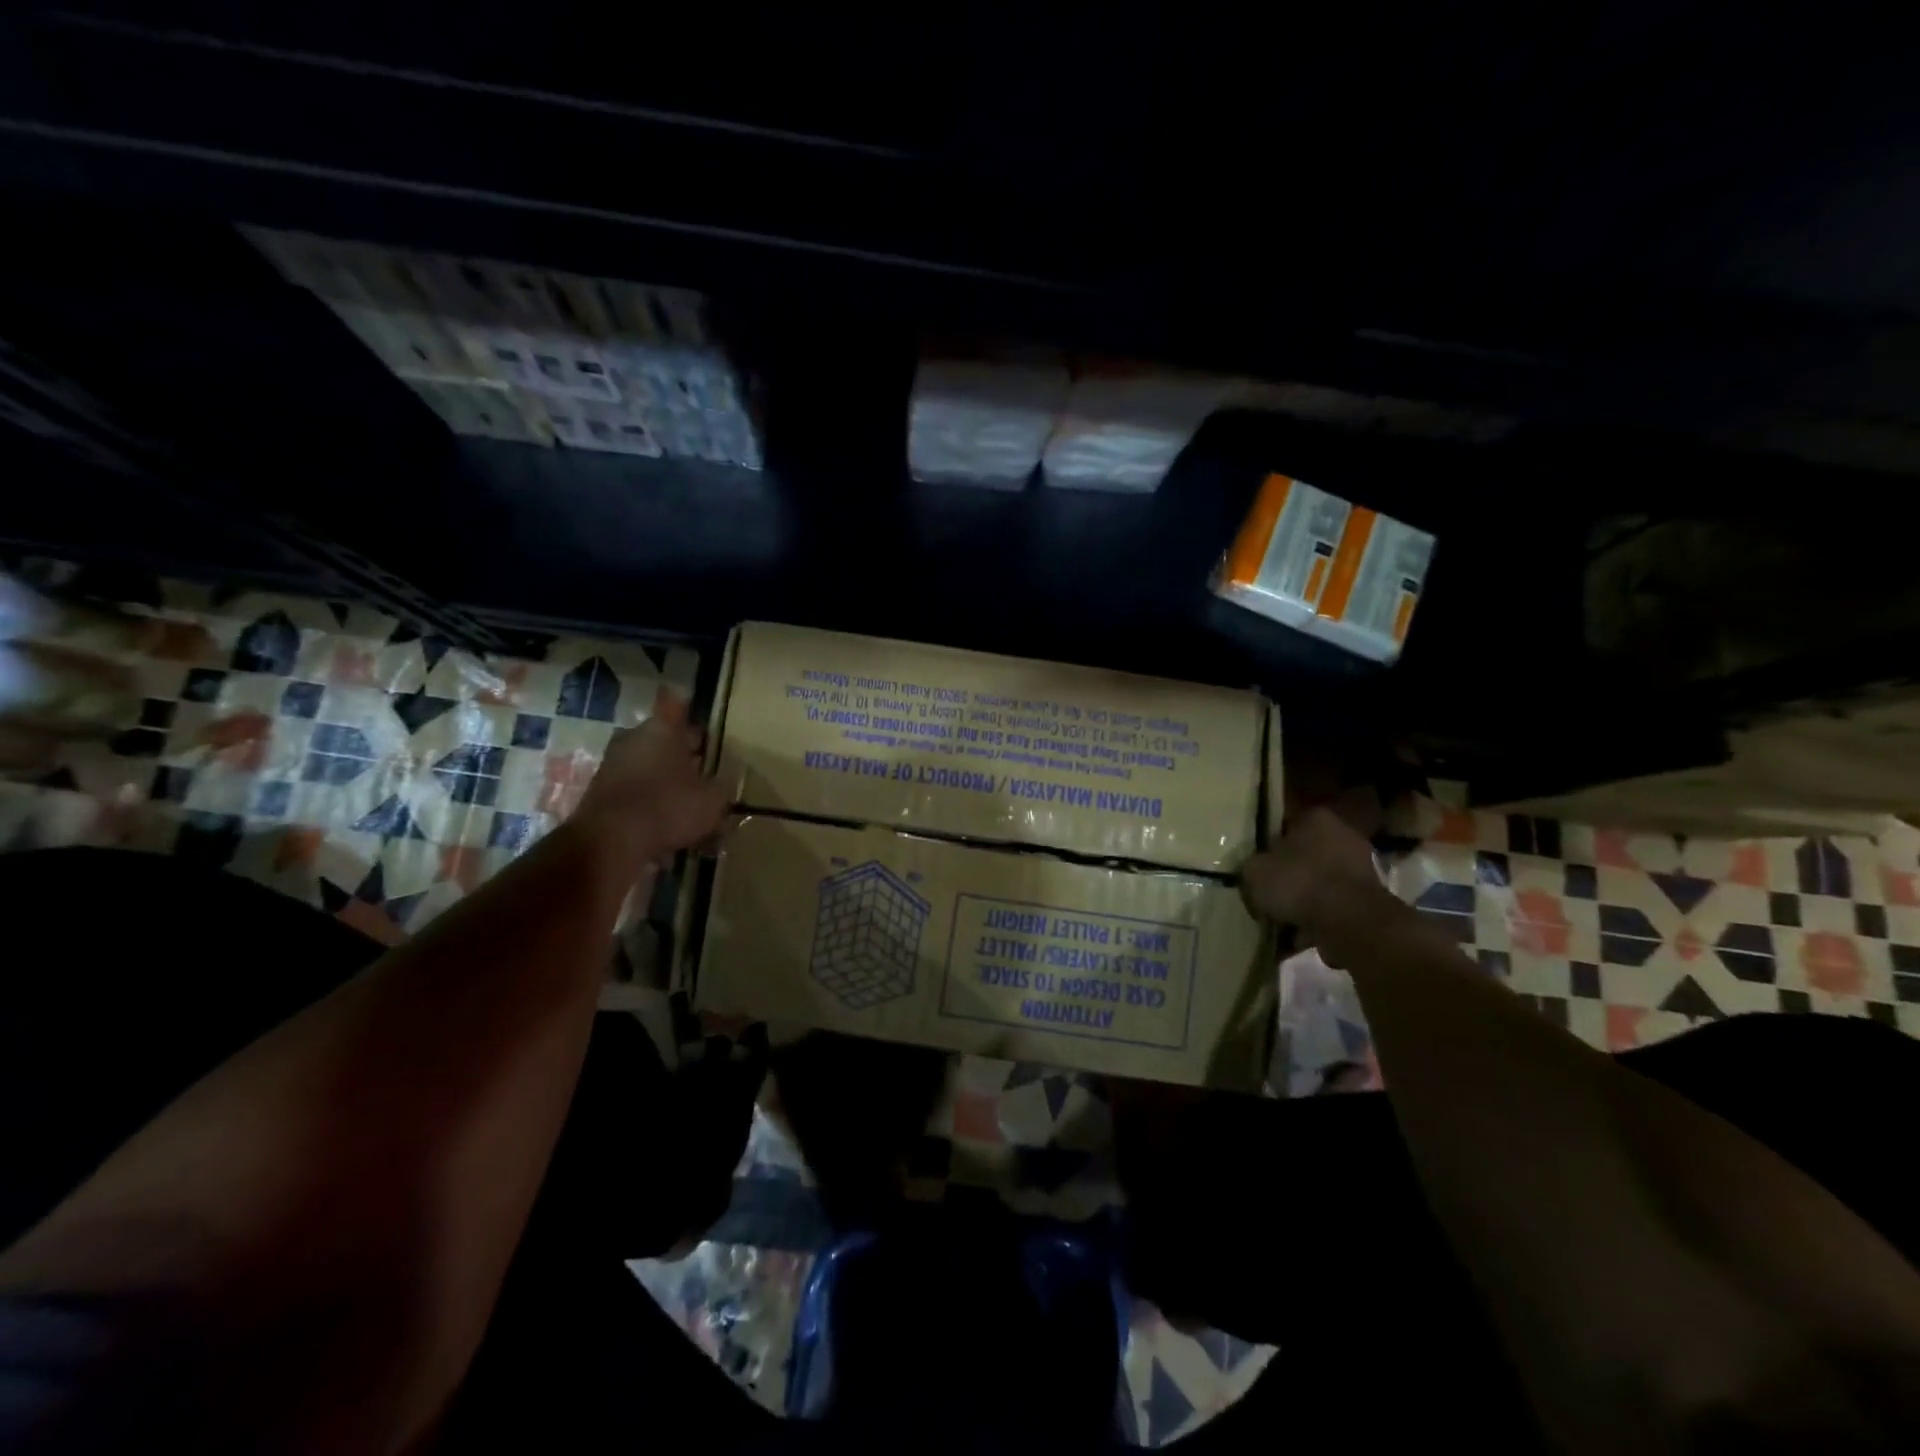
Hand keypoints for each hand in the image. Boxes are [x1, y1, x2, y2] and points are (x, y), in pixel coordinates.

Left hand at [573, 694, 728, 862]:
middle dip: (680, 750)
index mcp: (663, 729)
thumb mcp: (712, 801)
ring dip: (662, 775)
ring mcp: (611, 763)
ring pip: (645, 761)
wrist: (610, 841)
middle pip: (661, 736)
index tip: (699, 719)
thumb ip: (719, 789)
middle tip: (701, 768)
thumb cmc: (668, 807)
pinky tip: (662, 818)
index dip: (689, 709)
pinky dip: (646, 797)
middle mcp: (633, 737)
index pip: (676, 705)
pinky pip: (632, 786)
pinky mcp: (598, 790)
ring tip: (684, 798)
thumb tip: (718, 786)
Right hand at [1239, 806, 1390, 934]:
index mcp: (1316, 819)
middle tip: (1265, 896)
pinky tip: (1297, 939)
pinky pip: (1331, 909)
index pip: (1284, 826)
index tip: (1255, 866)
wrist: (1350, 922)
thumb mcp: (1254, 872)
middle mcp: (1343, 837)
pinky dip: (1316, 922)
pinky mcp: (1369, 902)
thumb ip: (1251, 868)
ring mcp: (1361, 870)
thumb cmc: (1299, 883)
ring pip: (1318, 885)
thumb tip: (1256, 873)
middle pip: (1303, 857)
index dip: (1266, 847)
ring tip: (1278, 924)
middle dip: (1286, 877)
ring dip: (1301, 903)